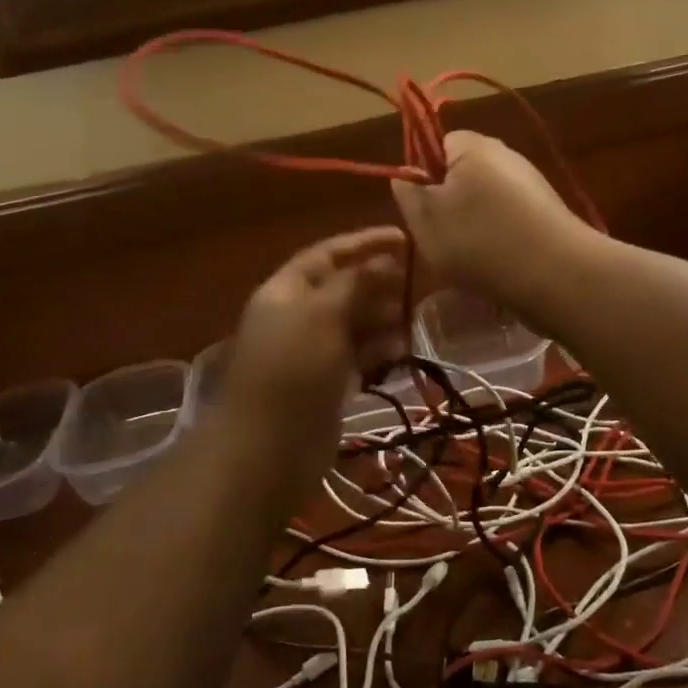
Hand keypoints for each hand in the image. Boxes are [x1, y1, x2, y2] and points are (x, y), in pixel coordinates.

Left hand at [220, 229, 409, 451]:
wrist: (268, 449)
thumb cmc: (292, 370)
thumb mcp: (322, 315)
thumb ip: (355, 283)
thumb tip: (385, 258)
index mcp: (286, 291)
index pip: (326, 254)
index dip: (363, 243)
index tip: (404, 238)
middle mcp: (298, 316)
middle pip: (343, 287)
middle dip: (378, 280)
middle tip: (419, 281)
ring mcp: (313, 351)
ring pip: (354, 322)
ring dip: (383, 316)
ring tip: (414, 316)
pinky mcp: (328, 382)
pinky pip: (358, 354)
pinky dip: (379, 348)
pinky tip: (402, 349)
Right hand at [390, 132, 594, 316]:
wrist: (556, 276)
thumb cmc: (479, 241)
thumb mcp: (425, 219)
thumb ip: (408, 193)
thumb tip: (405, 176)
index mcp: (473, 146)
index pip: (437, 143)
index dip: (423, 173)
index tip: (422, 208)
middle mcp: (506, 156)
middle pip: (463, 173)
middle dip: (449, 203)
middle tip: (441, 237)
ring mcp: (532, 185)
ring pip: (486, 201)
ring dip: (474, 225)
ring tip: (470, 257)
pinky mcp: (548, 213)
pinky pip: (510, 220)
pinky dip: (499, 239)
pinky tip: (498, 264)